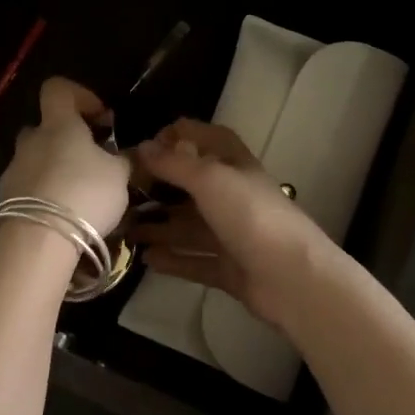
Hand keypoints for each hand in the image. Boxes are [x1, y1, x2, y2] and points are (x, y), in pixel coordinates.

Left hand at [0, 77, 131, 239]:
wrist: (38, 241)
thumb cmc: (84, 194)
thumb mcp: (120, 175)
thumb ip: (123, 159)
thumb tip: (126, 153)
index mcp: (58, 125)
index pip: (57, 89)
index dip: (79, 96)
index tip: (101, 119)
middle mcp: (30, 141)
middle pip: (45, 128)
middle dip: (66, 141)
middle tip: (91, 163)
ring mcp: (13, 171)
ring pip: (35, 160)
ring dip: (55, 171)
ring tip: (79, 197)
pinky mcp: (4, 200)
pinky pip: (27, 189)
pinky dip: (44, 196)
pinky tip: (63, 217)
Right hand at [126, 118, 331, 325]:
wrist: (292, 278)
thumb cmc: (251, 216)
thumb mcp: (210, 178)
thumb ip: (174, 163)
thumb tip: (141, 147)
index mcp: (235, 166)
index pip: (206, 138)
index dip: (177, 136)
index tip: (143, 147)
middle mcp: (234, 197)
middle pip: (192, 185)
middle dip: (159, 187)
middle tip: (123, 193)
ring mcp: (233, 234)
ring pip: (190, 226)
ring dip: (159, 226)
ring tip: (125, 230)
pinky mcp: (230, 268)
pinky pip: (194, 260)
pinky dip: (172, 258)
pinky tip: (145, 258)